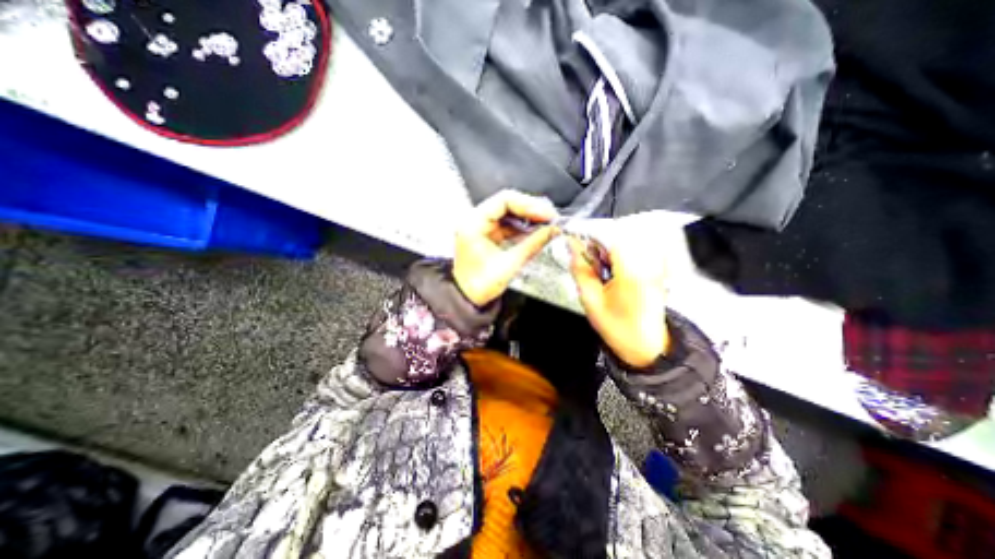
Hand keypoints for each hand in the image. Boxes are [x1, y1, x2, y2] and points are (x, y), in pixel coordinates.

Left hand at [454, 190, 558, 305]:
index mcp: (473, 223)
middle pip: (507, 203)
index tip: (546, 213)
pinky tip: (535, 231)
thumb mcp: (509, 264)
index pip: (504, 200)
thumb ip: (532, 244)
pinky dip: (522, 227)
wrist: (468, 299)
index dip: (529, 205)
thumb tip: (552, 231)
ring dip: (528, 217)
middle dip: (531, 209)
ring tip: (546, 223)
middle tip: (550, 217)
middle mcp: (475, 221)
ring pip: (509, 213)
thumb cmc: (479, 286)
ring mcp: (481, 227)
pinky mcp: (487, 235)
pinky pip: (507, 224)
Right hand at [567, 235, 666, 367]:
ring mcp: (654, 265)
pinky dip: (619, 254)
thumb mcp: (591, 301)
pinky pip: (635, 251)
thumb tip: (572, 249)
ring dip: (608, 248)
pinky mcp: (656, 269)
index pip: (611, 236)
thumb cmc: (619, 328)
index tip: (575, 239)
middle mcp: (646, 262)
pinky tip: (612, 270)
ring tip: (599, 266)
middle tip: (586, 258)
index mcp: (630, 271)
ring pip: (627, 241)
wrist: (648, 347)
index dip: (590, 234)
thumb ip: (581, 271)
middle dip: (598, 241)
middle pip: (619, 234)